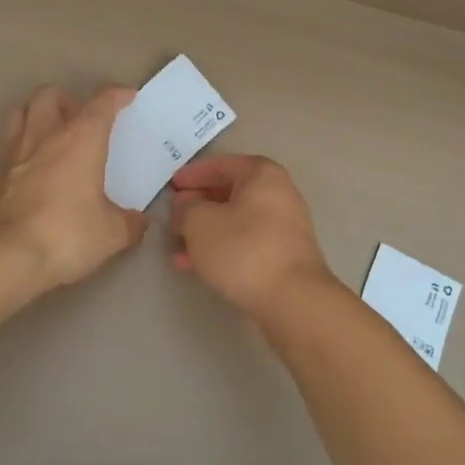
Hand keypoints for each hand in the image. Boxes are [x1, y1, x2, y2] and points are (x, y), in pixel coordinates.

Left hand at [0, 85, 147, 289]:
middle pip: (51, 94)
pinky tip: (29, 166)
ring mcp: (12, 151)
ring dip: (38, 115)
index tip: (127, 98)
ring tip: (52, 137)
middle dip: (69, 100)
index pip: (102, 102)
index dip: (117, 95)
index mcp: (80, 139)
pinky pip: (6, 141)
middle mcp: (45, 134)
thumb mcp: (111, 234)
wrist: (3, 259)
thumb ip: (129, 223)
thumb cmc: (65, 236)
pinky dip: (20, 144)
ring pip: (22, 110)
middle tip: (82, 123)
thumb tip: (138, 221)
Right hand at [168, 155, 334, 316]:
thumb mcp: (200, 223)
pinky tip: (195, 266)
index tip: (171, 186)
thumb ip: (185, 209)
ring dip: (206, 231)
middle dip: (198, 205)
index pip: (222, 165)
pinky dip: (221, 249)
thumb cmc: (244, 249)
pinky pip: (245, 243)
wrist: (292, 300)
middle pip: (230, 192)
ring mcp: (284, 227)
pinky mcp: (283, 256)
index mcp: (262, 174)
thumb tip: (184, 207)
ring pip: (236, 221)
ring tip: (177, 247)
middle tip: (173, 216)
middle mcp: (279, 194)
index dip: (193, 174)